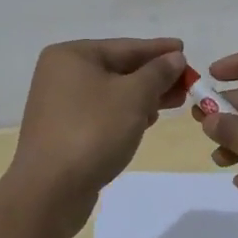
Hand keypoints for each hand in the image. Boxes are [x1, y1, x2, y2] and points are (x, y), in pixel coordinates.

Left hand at [5, 38, 188, 236]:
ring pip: (112, 92)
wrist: (50, 191)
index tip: (185, 49)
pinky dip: (126, 113)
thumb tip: (175, 57)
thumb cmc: (93, 131)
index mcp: (72, 55)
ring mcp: (60, 104)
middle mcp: (62, 74)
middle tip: (187, 82)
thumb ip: (158, 73)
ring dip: (144, 96)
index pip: (125, 46)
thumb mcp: (134, 96)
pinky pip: (103, 112)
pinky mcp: (64, 131)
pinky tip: (148, 120)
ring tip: (176, 102)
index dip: (159, 49)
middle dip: (155, 76)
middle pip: (119, 68)